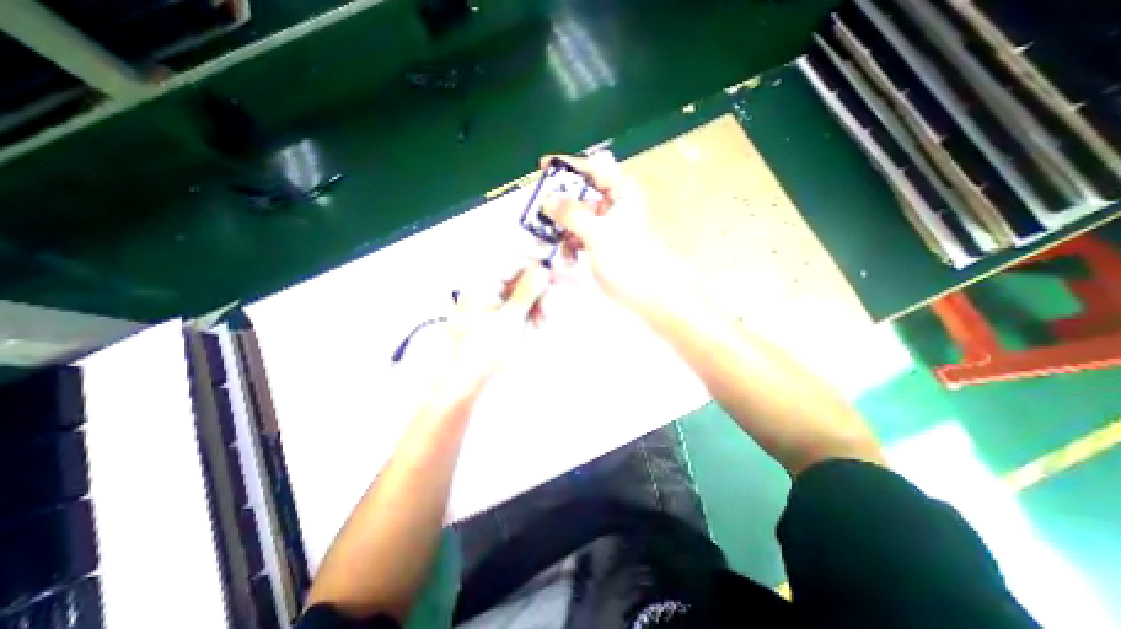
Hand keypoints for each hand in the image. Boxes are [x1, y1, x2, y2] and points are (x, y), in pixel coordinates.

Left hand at [429, 261, 550, 403]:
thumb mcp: (511, 319)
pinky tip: (535, 325)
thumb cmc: (487, 350)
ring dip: (537, 304)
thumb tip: (543, 269)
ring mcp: (493, 303)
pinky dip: (531, 313)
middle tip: (554, 301)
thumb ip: (527, 292)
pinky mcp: (500, 315)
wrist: (470, 381)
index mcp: (483, 285)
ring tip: (540, 322)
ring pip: (524, 293)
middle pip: (520, 278)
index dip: (535, 263)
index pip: (513, 262)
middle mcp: (487, 289)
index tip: (555, 267)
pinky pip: (521, 306)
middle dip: (539, 289)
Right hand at [540, 153, 669, 301]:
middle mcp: (614, 206)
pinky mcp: (603, 246)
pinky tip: (568, 258)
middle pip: (582, 193)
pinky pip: (580, 237)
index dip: (568, 165)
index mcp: (620, 194)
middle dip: (561, 203)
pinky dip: (571, 244)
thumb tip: (548, 199)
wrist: (649, 294)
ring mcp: (608, 227)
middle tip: (541, 212)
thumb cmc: (628, 260)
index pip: (593, 167)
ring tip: (553, 242)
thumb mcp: (597, 233)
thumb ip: (572, 214)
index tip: (543, 167)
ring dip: (564, 228)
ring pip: (578, 218)